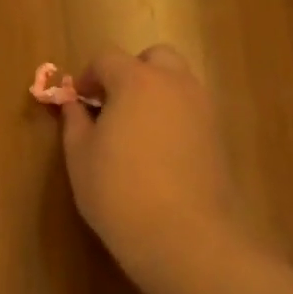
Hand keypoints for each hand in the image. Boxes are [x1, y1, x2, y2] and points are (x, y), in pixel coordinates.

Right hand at [61, 44, 241, 293]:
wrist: (183, 235)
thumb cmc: (118, 191)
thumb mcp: (80, 156)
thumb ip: (75, 122)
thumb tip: (74, 105)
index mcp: (136, 82)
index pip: (107, 58)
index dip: (88, 76)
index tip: (77, 102)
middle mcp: (175, 85)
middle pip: (154, 58)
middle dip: (129, 73)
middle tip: (110, 107)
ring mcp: (203, 109)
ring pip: (177, 83)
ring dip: (154, 94)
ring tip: (133, 133)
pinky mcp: (218, 136)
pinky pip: (190, 110)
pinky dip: (172, 117)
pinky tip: (156, 154)